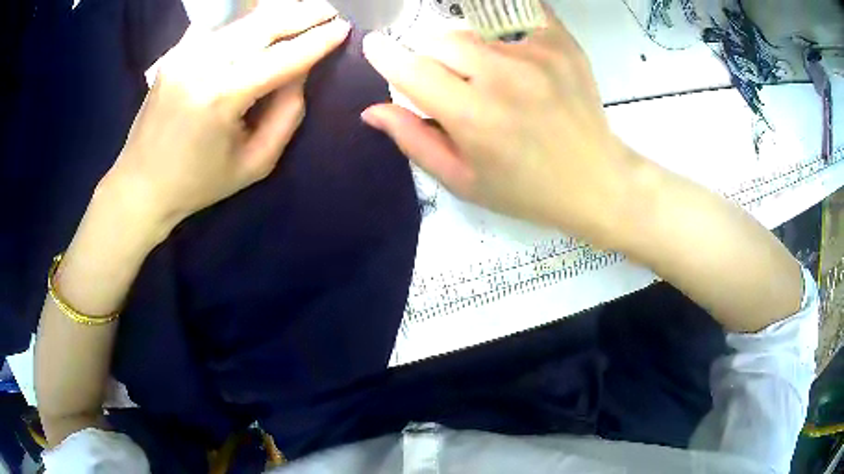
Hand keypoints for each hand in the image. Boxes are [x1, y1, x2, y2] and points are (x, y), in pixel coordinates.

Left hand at [106, 0, 350, 238]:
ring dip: (277, 13)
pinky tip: (262, 17)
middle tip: (329, 11)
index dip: (317, 41)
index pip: (282, 57)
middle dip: (301, 14)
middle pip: (263, 25)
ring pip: (242, 20)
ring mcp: (184, 53)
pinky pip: (219, 25)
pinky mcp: (175, 52)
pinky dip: (245, 17)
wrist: (141, 185)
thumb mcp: (255, 163)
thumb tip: (300, 72)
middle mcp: (201, 64)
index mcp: (221, 97)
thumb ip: (287, 114)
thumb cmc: (199, 183)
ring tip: (302, 10)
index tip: (345, 28)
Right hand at [360, 7, 638, 245]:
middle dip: (434, 58)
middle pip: (440, 40)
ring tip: (494, 79)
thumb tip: (372, 110)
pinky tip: (514, 56)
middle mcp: (502, 77)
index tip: (375, 45)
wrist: (597, 180)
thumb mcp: (464, 180)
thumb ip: (414, 141)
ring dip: (469, 50)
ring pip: (474, 31)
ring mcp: (535, 54)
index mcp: (474, 118)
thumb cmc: (527, 190)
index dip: (385, 55)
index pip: (411, 69)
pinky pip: (516, 16)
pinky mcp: (560, 43)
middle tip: (454, 83)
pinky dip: (504, 32)